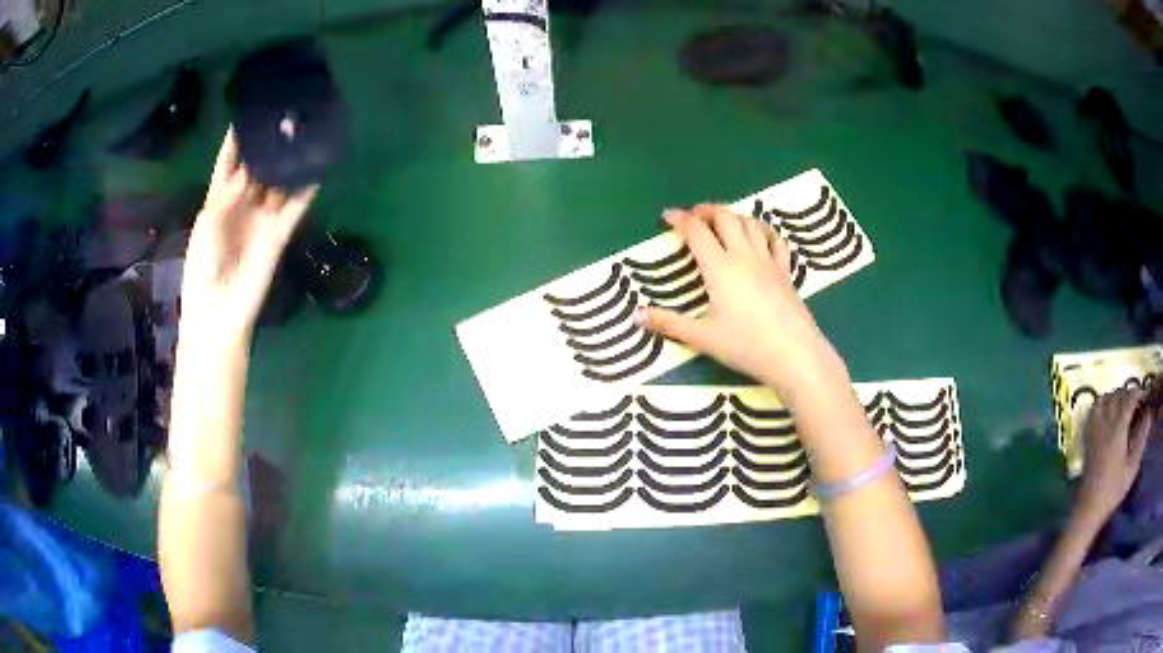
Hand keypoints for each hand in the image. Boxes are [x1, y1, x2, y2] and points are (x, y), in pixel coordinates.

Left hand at [181, 129, 316, 343]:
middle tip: (285, 117)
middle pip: (258, 168)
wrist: (218, 309)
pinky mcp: (279, 232)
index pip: (229, 162)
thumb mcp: (209, 222)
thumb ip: (230, 191)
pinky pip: (296, 206)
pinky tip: (318, 167)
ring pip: (279, 183)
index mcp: (219, 200)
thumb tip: (254, 163)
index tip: (248, 112)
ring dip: (289, 163)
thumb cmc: (203, 265)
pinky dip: (307, 189)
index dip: (236, 140)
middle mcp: (243, 204)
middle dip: (268, 145)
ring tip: (304, 133)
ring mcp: (262, 217)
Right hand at [636, 204, 840, 395]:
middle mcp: (743, 255)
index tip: (667, 215)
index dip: (680, 219)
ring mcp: (768, 260)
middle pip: (725, 217)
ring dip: (732, 214)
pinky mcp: (785, 271)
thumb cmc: (745, 346)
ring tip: (721, 220)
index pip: (696, 231)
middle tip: (693, 215)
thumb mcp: (702, 337)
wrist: (794, 354)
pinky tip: (759, 233)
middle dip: (706, 210)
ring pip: (749, 223)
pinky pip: (775, 239)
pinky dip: (763, 229)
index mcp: (719, 267)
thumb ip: (668, 324)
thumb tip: (635, 316)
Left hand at [1075, 388, 1150, 522]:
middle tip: (1136, 405)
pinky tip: (1108, 415)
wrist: (1088, 510)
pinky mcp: (1087, 438)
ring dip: (1115, 397)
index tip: (1145, 398)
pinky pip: (1093, 410)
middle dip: (1128, 394)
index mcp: (1119, 427)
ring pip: (1105, 398)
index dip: (1139, 393)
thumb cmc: (1113, 490)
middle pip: (1118, 394)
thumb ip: (1142, 437)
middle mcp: (1106, 422)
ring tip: (1123, 408)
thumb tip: (1148, 414)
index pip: (1130, 397)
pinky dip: (1102, 405)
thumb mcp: (1132, 466)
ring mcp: (1094, 429)